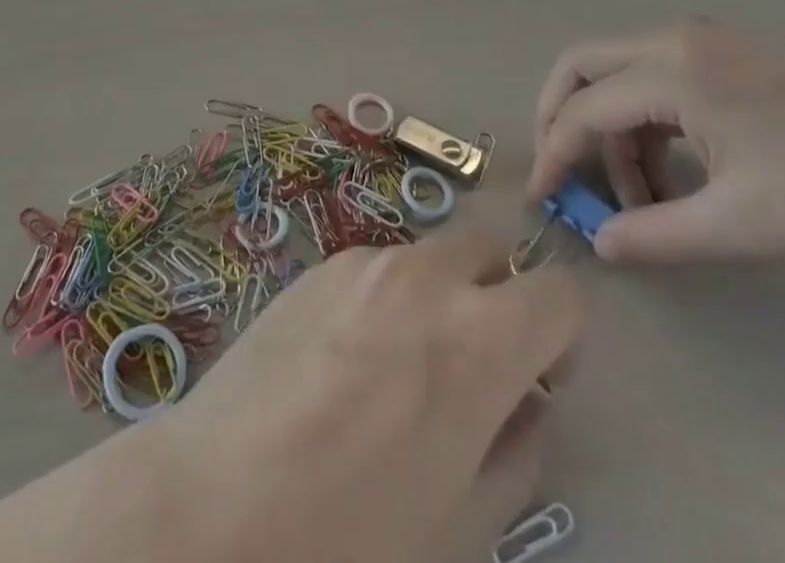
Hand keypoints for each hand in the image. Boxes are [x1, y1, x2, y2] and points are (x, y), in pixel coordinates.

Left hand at [152, 229, 584, 562]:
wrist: (220, 499)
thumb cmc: (354, 535)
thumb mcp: (464, 520)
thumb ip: (516, 450)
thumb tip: (526, 405)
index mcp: (481, 338)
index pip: (560, 293)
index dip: (564, 335)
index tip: (541, 377)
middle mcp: (428, 276)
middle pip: (492, 249)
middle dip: (501, 295)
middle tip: (475, 361)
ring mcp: (367, 261)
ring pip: (430, 257)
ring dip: (439, 295)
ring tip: (398, 366)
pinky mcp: (319, 264)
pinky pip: (376, 268)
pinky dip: (386, 298)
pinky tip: (345, 360)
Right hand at [529, 19, 784, 262]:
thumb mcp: (737, 221)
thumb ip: (656, 232)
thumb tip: (601, 243)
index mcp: (669, 70)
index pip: (584, 109)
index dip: (555, 154)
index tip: (541, 196)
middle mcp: (671, 38)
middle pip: (582, 65)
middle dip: (561, 117)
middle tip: (563, 171)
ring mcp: (698, 38)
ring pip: (618, 72)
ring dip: (612, 128)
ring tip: (642, 196)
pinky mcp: (721, 50)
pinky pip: (654, 76)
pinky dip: (645, 119)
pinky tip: (673, 169)